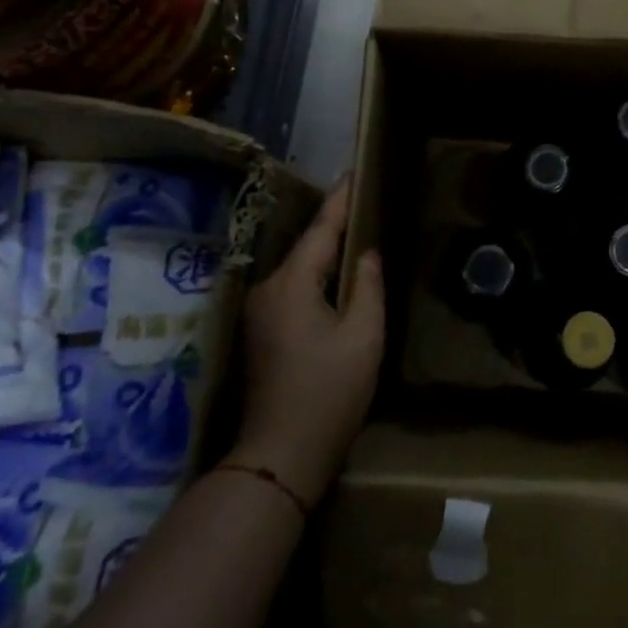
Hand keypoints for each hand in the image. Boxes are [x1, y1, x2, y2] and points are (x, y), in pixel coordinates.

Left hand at [227, 177, 384, 506]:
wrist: (280, 455)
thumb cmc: (328, 393)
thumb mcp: (363, 336)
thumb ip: (367, 286)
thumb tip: (366, 254)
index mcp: (291, 285)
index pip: (321, 230)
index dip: (341, 200)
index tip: (355, 172)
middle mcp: (267, 290)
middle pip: (306, 247)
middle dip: (333, 224)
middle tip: (363, 200)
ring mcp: (259, 312)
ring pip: (298, 269)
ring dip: (324, 252)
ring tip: (355, 232)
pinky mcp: (260, 332)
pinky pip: (292, 289)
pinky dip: (315, 276)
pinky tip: (335, 277)